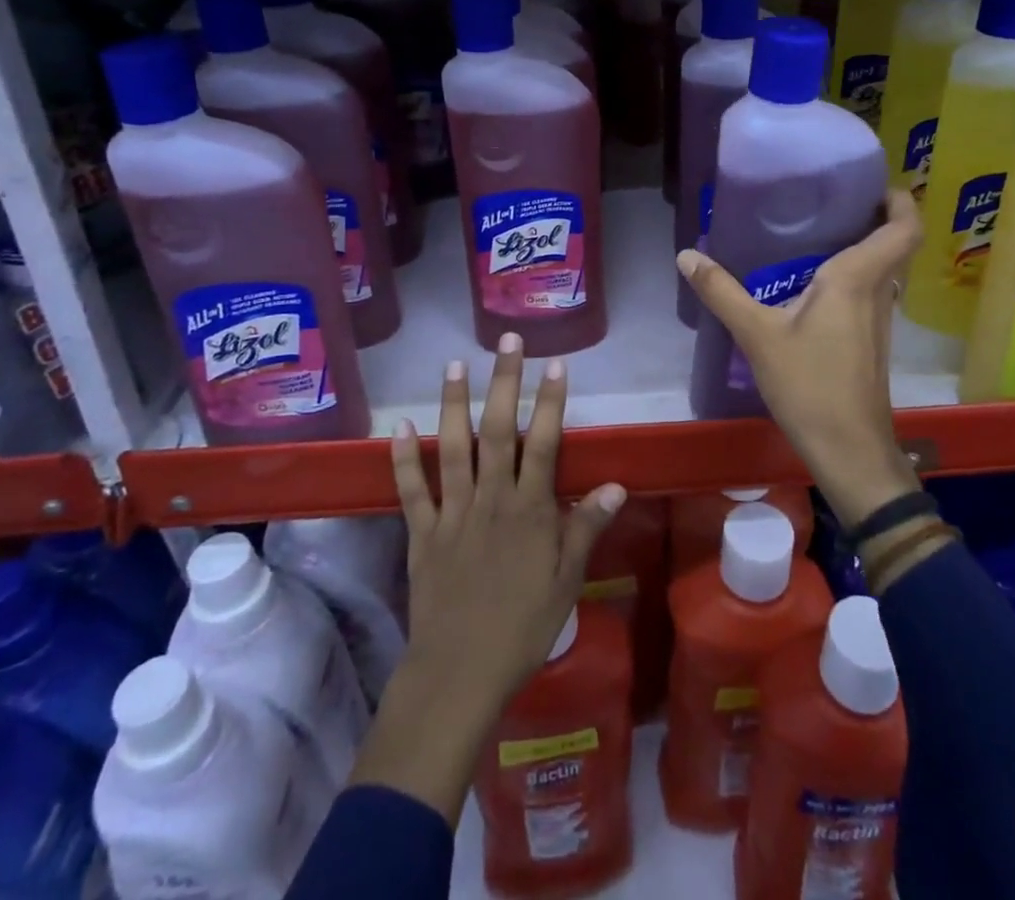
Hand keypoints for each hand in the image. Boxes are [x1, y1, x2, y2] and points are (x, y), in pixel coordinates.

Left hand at [348, 334, 622, 822]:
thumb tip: (615, 484)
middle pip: (497, 430)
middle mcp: (491, 498)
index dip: (550, 402)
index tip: (555, 364)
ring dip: (453, 403)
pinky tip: (399, 426)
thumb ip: (587, 528)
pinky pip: (411, 490)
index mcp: (529, 510)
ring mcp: (453, 512)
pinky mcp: (422, 532)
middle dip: (503, 382)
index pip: (544, 443)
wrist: (459, 673)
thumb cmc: (522, 627)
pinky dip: (403, 458)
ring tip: (454, 364)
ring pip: (452, 447)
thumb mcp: (567, 581)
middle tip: (506, 341)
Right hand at [677, 189, 925, 530]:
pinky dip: (850, 275)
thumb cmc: (810, 385)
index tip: (873, 181)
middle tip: (828, 197)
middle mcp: (877, 293)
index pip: (903, 228)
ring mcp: (878, 320)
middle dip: (871, 215)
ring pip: (880, 269)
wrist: (849, 450)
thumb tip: (687, 255)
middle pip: (892, 243)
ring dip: (860, 245)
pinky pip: (868, 292)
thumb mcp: (757, 335)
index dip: (900, 200)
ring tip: (815, 230)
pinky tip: (810, 284)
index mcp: (858, 279)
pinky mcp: (870, 341)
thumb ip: (722, 292)